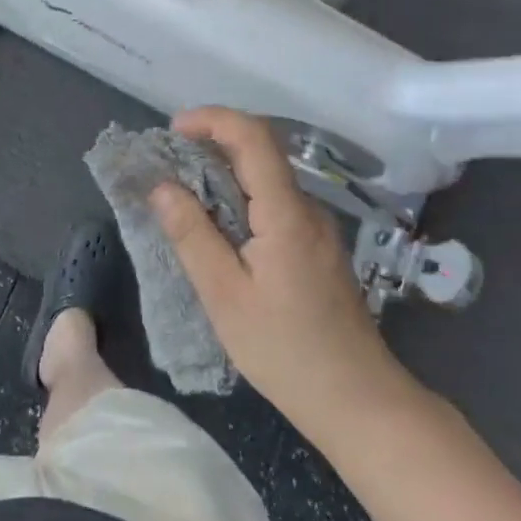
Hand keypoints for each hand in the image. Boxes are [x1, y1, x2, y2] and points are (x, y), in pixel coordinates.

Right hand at [151, 108, 419, 436]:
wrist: (358, 400)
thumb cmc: (285, 351)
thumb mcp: (224, 296)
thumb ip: (192, 235)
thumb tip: (162, 186)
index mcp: (287, 214)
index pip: (254, 137)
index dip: (212, 119)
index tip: (173, 129)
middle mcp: (308, 210)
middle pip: (262, 153)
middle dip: (212, 144)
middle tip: (167, 165)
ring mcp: (318, 229)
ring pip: (268, 180)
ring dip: (225, 174)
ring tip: (183, 196)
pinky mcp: (318, 249)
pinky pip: (275, 205)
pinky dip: (241, 200)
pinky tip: (218, 229)